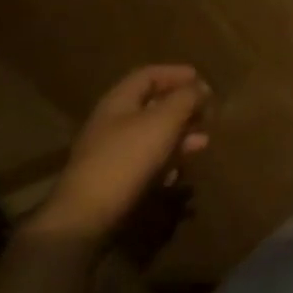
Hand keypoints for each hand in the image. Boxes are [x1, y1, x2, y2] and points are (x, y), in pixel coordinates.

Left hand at [31, 65, 211, 242]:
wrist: (85, 219)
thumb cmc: (126, 159)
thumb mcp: (163, 122)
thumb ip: (185, 99)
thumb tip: (201, 88)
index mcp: (118, 101)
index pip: (148, 75)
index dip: (176, 73)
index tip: (202, 80)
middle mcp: (112, 123)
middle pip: (151, 105)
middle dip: (182, 107)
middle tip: (207, 113)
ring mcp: (111, 154)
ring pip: (151, 136)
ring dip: (178, 136)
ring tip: (203, 142)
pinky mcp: (114, 182)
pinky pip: (145, 163)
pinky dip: (166, 161)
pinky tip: (180, 172)